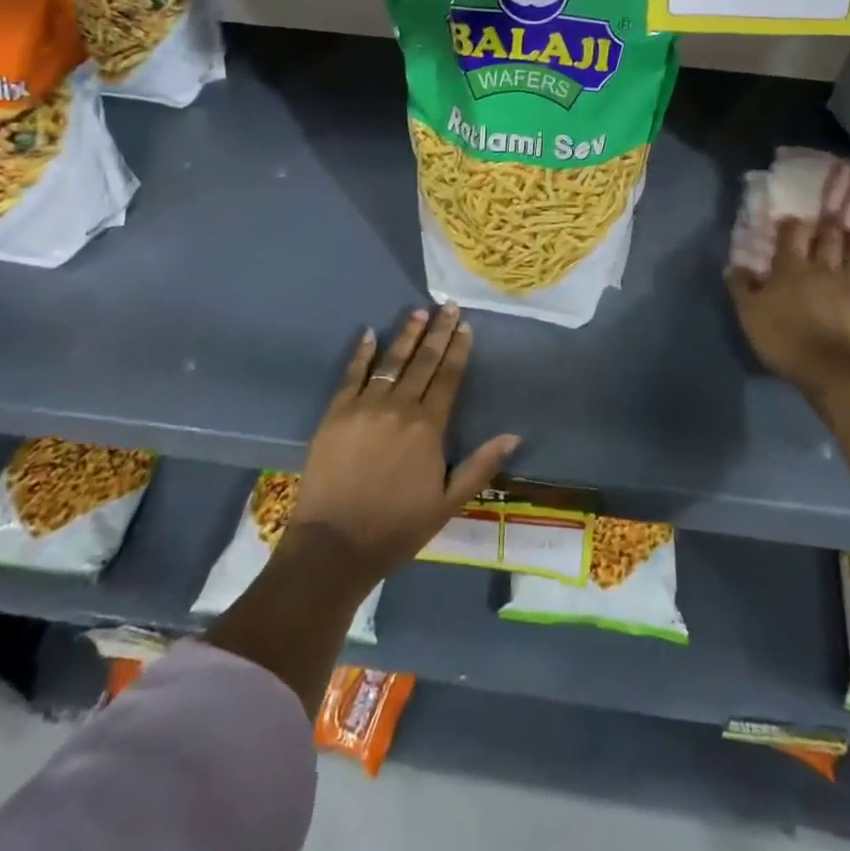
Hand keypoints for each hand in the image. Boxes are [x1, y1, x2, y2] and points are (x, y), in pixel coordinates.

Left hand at [289, 304, 520, 586]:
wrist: (336, 544)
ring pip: (391, 362)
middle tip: (447, 305)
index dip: (458, 349)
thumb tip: (514, 435)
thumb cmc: (397, 527)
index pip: (448, 377)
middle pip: (423, 361)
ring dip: (406, 335)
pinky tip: (369, 334)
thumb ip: (480, 465)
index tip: (465, 325)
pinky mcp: (336, 413)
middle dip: (438, 332)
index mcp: (428, 427)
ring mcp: (365, 406)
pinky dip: (362, 353)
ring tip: (417, 312)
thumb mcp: (448, 503)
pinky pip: (351, 375)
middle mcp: (400, 407)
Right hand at [727, 216, 849, 397]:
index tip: (792, 220)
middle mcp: (825, 270)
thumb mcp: (749, 314)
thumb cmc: (783, 338)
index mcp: (791, 268)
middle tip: (832, 216)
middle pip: (830, 240)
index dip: (792, 225)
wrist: (831, 369)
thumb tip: (736, 266)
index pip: (792, 236)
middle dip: (830, 226)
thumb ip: (742, 288)